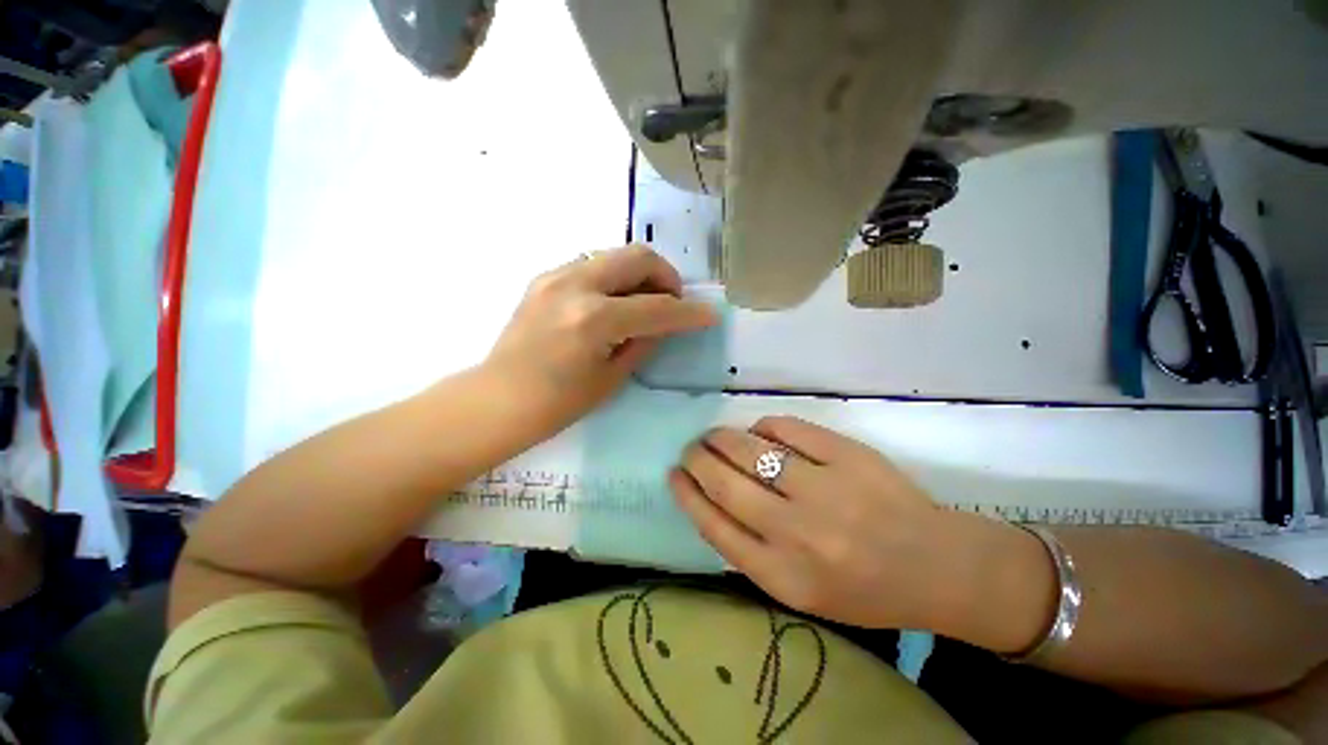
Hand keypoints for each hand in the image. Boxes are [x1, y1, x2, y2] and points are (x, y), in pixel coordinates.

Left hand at [487, 245, 716, 436]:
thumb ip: (645, 341)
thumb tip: (666, 322)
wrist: (498, 400)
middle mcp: (575, 285)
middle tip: (672, 302)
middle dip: (666, 276)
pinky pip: (593, 265)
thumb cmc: (557, 404)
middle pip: (638, 256)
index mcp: (594, 320)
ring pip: (615, 255)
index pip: (657, 307)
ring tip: (643, 303)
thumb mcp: (612, 377)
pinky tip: (613, 304)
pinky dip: (614, 279)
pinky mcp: (545, 277)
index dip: (689, 313)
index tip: (710, 315)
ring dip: (640, 275)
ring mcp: (556, 275)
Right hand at [670, 416, 1045, 637]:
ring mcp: (825, 489)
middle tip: (690, 449)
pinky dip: (765, 426)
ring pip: (750, 449)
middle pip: (724, 482)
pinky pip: (787, 429)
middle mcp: (797, 533)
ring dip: (722, 437)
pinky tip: (761, 432)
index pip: (713, 525)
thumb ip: (752, 552)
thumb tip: (712, 498)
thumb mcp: (799, 590)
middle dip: (697, 459)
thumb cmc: (864, 588)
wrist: (940, 569)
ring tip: (715, 435)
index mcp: (783, 576)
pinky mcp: (848, 456)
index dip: (686, 494)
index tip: (673, 475)